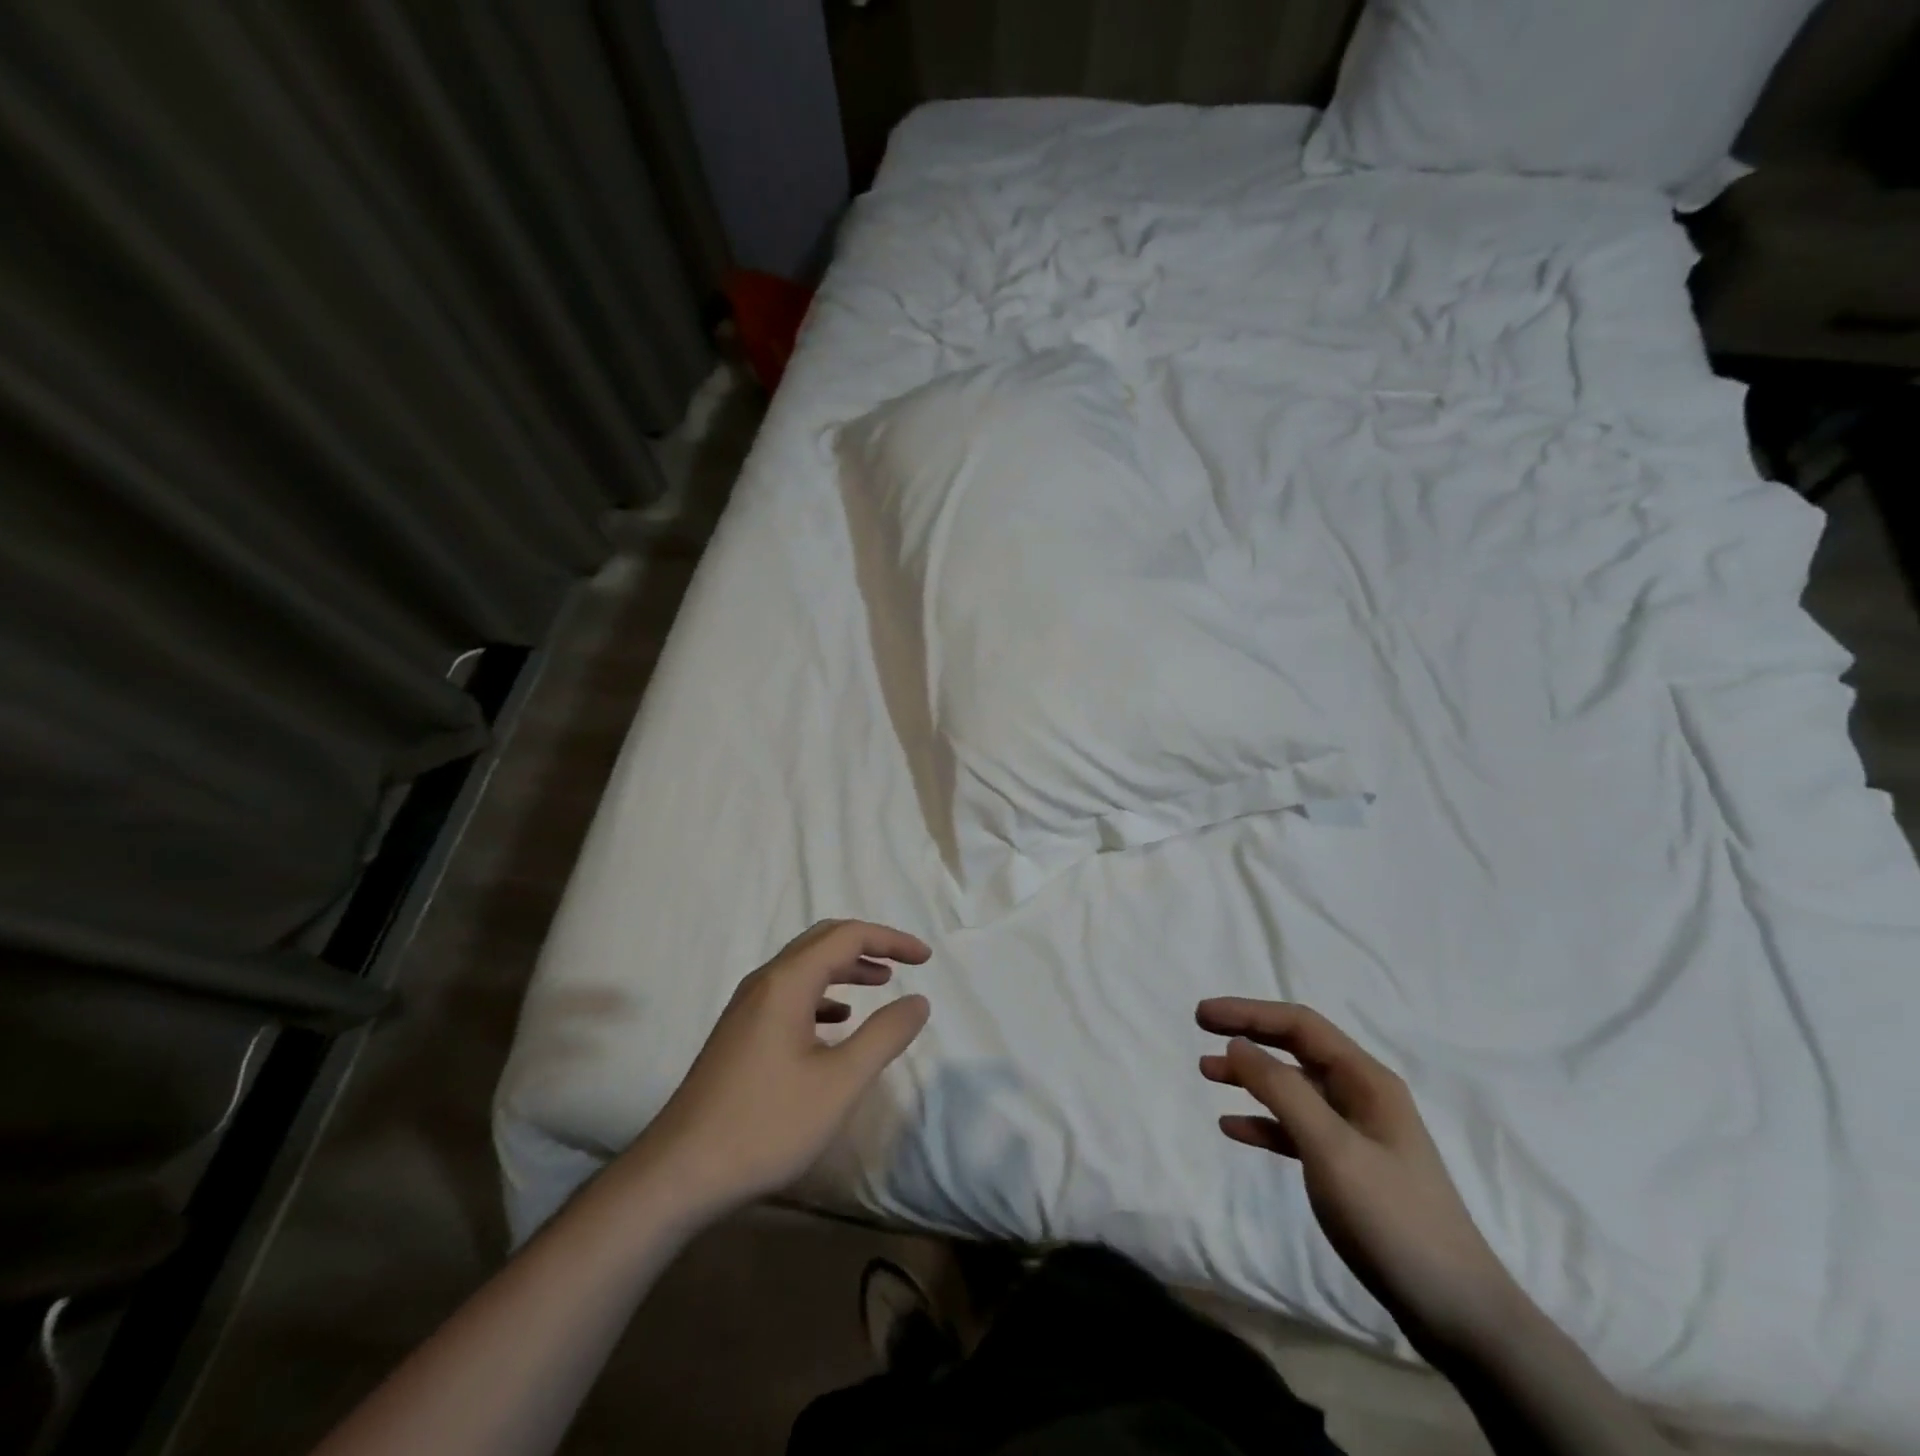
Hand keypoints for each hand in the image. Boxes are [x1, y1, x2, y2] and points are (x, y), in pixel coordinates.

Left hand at [618, 920, 931, 1219]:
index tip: (925, 958)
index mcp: (787, 982)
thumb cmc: (766, 1124)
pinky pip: (788, 993)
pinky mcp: (739, 1032)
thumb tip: (918, 1001)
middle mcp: (764, 982)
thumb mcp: (840, 1083)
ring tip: (879, 983)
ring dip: (845, 968)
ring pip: (804, 967)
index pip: (848, 936)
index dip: (890, 940)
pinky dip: (822, 994)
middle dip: (867, 945)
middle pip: (822, 941)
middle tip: (904, 962)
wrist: (680, 1172)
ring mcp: (747, 1007)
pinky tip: (836, 1022)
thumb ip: (884, 1036)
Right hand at [1197, 998, 1522, 1355]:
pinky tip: (1233, 1127)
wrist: (1457, 1313)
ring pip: (1292, 1088)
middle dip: (1248, 1035)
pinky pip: (1296, 1129)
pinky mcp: (1349, 1168)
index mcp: (1366, 1080)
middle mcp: (1361, 1095)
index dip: (1248, 1013)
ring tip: (1206, 1073)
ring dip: (1250, 1077)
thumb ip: (1282, 1092)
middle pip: (1295, 1049)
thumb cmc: (1394, 1219)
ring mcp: (1356, 1132)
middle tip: (1200, 1030)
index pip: (1299, 1025)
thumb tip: (1237, 1045)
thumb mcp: (1332, 1149)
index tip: (1202, 1014)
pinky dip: (1263, 1122)